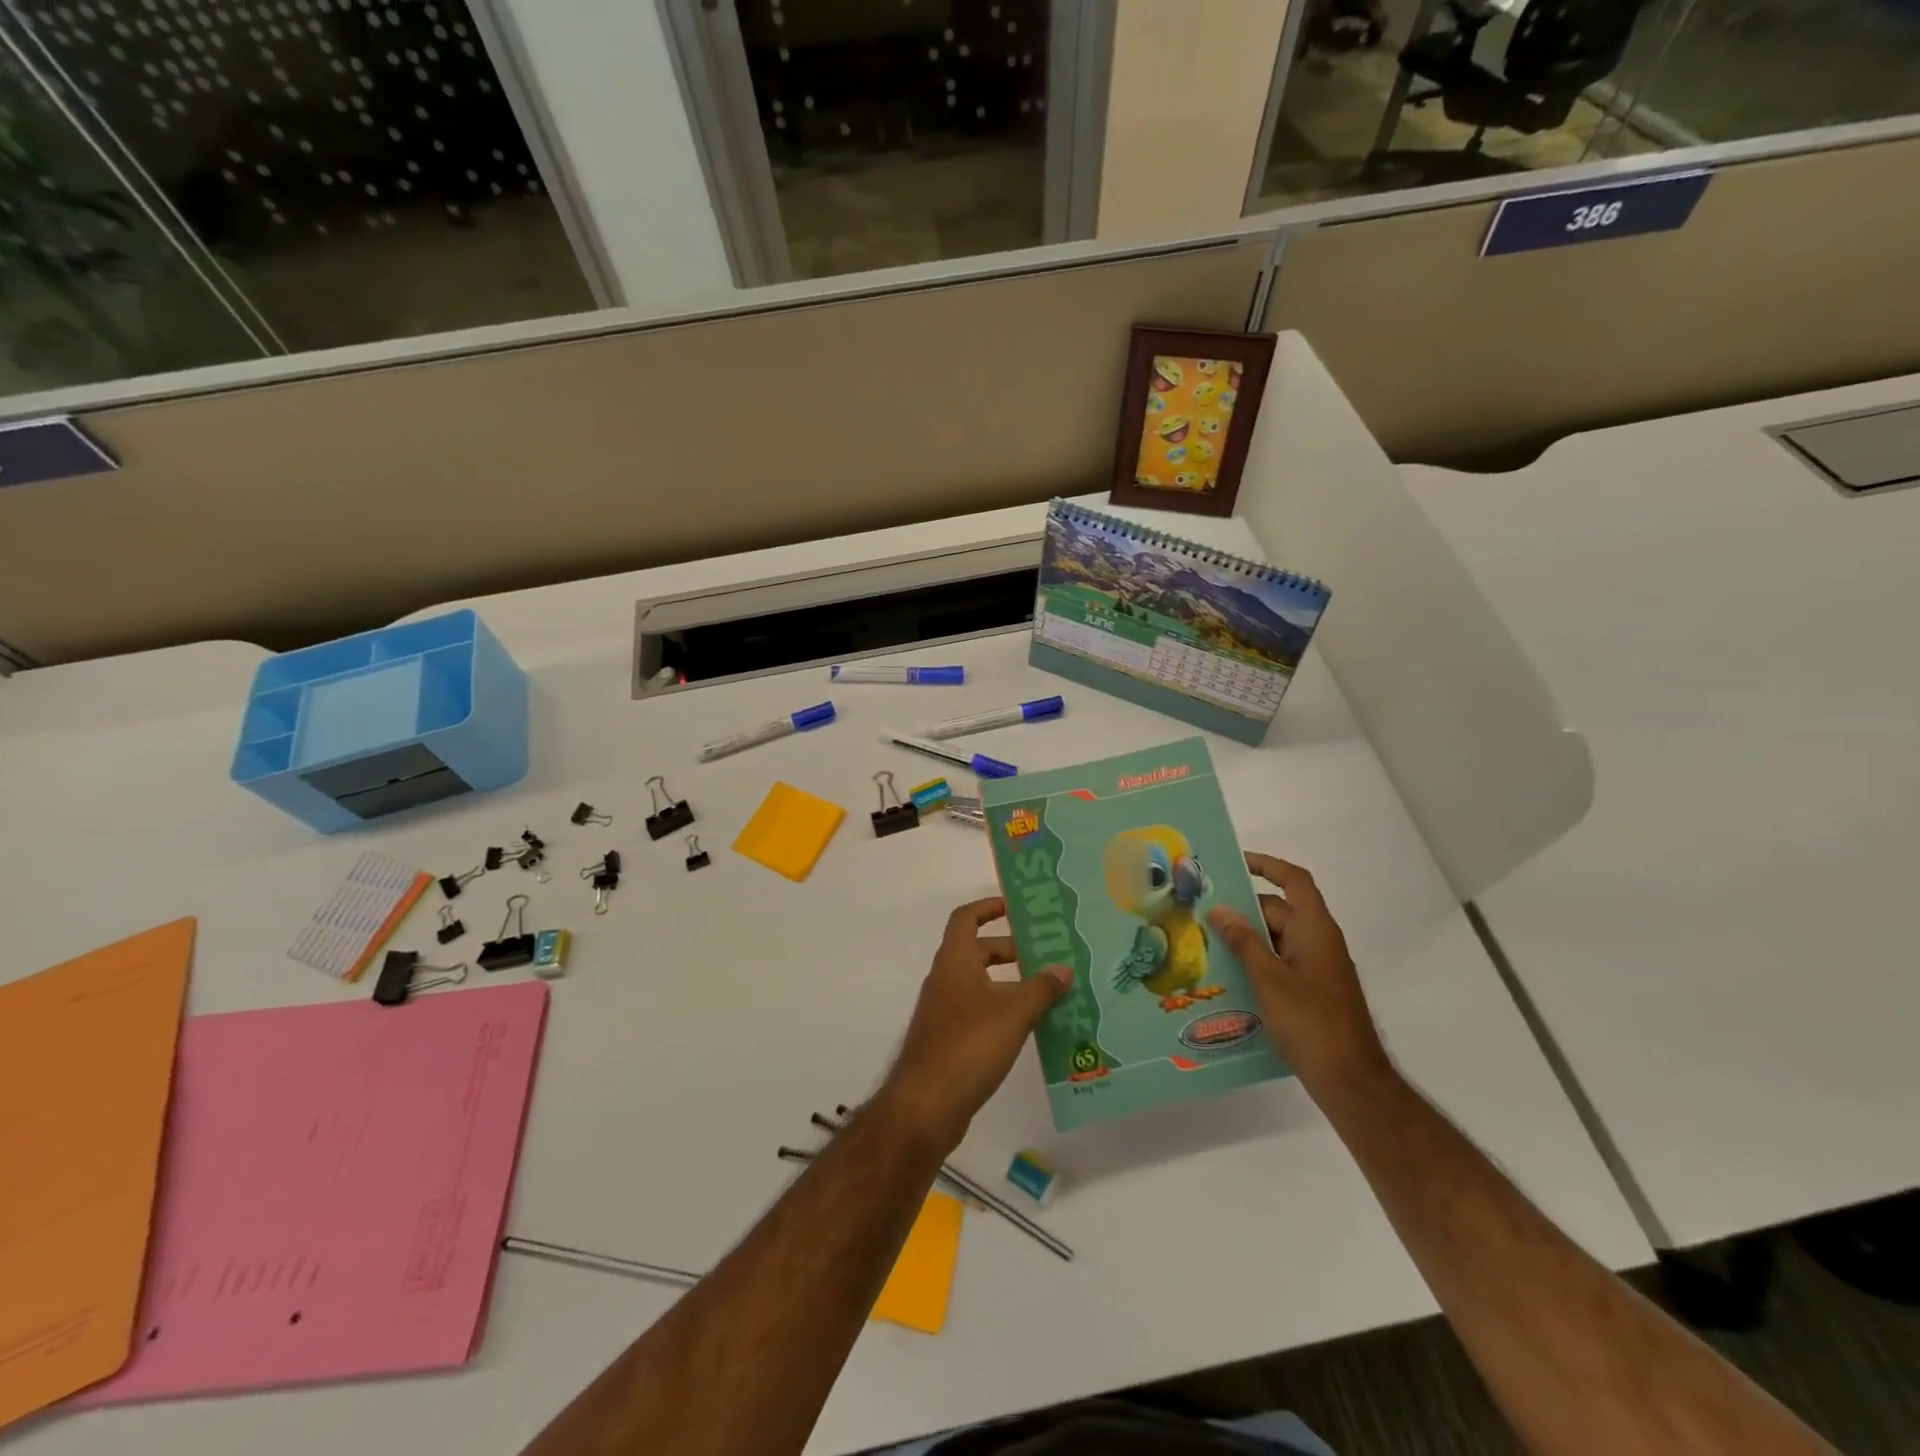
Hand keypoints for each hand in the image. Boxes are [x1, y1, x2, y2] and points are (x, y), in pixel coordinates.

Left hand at [879, 898, 1070, 1149]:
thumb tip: (1063, 968)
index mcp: (954, 961)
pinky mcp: (948, 1041)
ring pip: (980, 985)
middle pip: (977, 951)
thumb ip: (1040, 988)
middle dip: (1010, 950)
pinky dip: (1002, 1011)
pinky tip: (1030, 1028)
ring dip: (1010, 984)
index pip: (966, 918)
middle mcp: (945, 980)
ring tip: (1048, 992)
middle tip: (1046, 955)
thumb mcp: (1013, 1012)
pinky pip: (979, 1013)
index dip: (988, 907)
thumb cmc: (968, 1045)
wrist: (925, 1105)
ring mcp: (944, 1012)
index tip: (1016, 908)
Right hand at [1208, 853, 1391, 1098]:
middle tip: (1202, 913)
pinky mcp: (1312, 990)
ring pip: (1276, 939)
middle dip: (1242, 910)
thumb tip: (1220, 910)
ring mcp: (1317, 968)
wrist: (1351, 1081)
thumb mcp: (1270, 980)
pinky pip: (1280, 962)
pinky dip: (1256, 962)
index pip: (1295, 881)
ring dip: (1246, 939)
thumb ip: (1244, 942)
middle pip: (1278, 911)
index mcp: (1316, 930)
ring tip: (1206, 944)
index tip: (1234, 863)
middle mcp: (1319, 942)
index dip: (1267, 865)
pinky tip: (1228, 976)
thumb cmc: (1311, 1023)